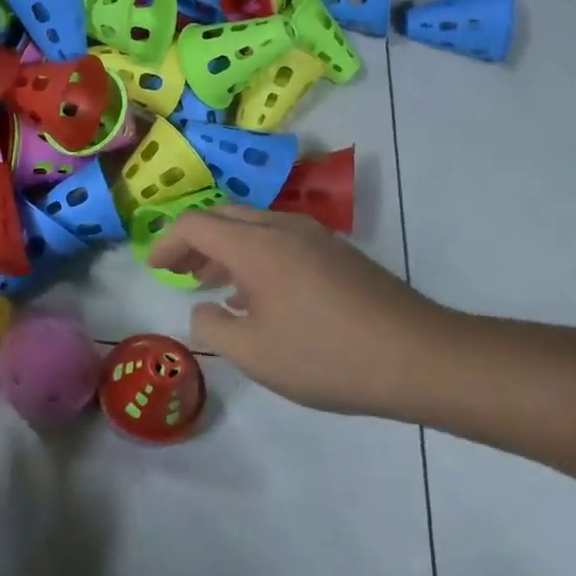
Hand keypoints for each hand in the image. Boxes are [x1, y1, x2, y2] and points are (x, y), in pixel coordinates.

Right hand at [147, 206, 457, 417]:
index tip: (155, 269)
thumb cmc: (325, 355)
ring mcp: (315, 238)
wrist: (420, 358)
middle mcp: (283, 228)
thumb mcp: (252, 353)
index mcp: (256, 245)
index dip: (167, 244)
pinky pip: (281, 240)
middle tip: (179, 272)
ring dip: (225, 248)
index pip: (195, 225)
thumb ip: (212, 326)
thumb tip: (204, 309)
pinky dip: (254, 255)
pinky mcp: (338, 254)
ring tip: (211, 283)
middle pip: (224, 217)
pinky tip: (257, 294)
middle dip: (194, 241)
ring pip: (254, 226)